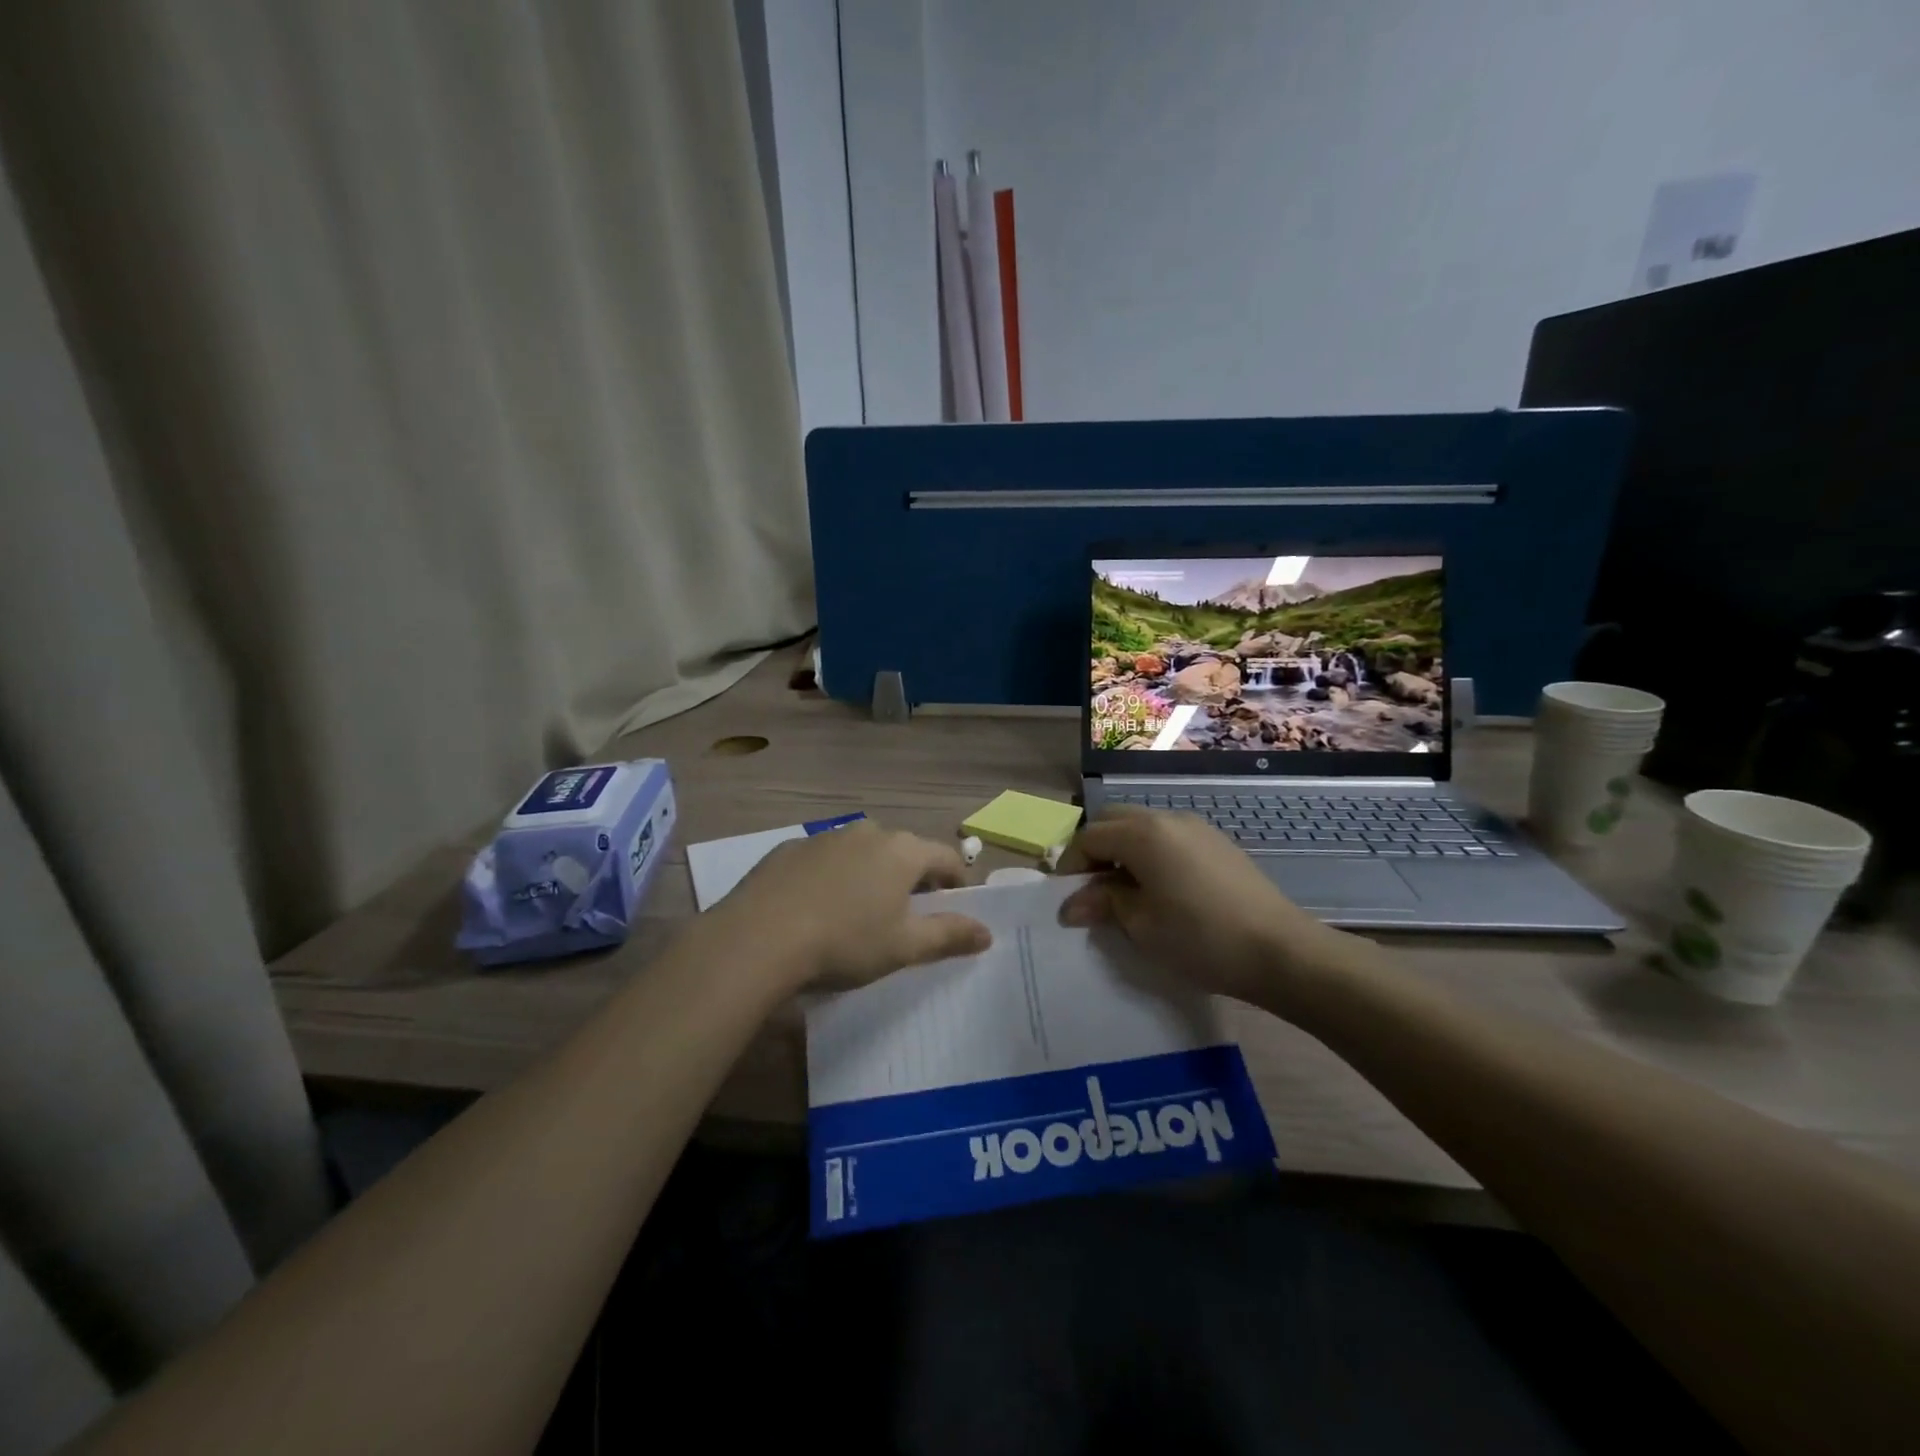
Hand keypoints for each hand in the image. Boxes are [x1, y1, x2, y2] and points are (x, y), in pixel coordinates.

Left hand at [715, 821, 991, 990]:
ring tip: (859, 912)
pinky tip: (816, 908)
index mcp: (902, 850)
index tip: (953, 907)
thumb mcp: (904, 946)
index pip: (945, 858)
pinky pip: (824, 860)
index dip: (956, 882)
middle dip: (911, 877)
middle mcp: (867, 832)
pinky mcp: (789, 849)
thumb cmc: (845, 941)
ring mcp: (825, 837)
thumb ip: (949, 935)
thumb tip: (987, 932)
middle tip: (906, 914)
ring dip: (870, 874)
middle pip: (904, 851)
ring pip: (862, 852)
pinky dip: (831, 877)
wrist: (759, 938)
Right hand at [1056, 806, 1351, 1006]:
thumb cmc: (1201, 938)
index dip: (1070, 866)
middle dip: (1094, 850)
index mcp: (1142, 834)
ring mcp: (1195, 827)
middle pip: (1113, 820)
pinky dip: (1149, 853)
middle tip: (1092, 890)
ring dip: (1122, 850)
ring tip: (1123, 892)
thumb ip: (1104, 903)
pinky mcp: (1216, 841)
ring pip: (1142, 826)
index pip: (1089, 837)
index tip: (1067, 898)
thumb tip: (1072, 904)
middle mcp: (1166, 818)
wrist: (1280, 950)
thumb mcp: (1142, 925)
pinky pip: (1168, 836)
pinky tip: (1159, 888)